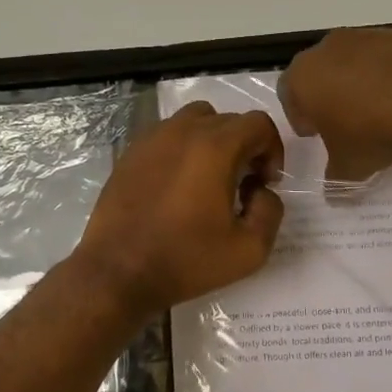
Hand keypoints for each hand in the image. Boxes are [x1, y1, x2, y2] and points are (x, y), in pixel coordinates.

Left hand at [71, 103, 284, 314]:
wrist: (118, 272)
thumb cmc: (186, 260)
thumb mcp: (249, 249)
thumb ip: (271, 211)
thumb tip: (260, 190)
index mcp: (215, 148)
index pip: (258, 123)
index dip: (272, 150)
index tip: (265, 182)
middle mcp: (183, 131)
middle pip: (228, 120)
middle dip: (245, 147)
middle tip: (242, 186)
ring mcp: (152, 139)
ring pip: (195, 120)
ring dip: (213, 142)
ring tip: (210, 179)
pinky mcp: (130, 153)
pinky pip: (167, 135)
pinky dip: (183, 149)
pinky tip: (178, 185)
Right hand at [278, 27, 391, 183]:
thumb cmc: (371, 132)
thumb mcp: (349, 167)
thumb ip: (335, 179)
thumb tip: (333, 197)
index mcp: (304, 76)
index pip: (288, 92)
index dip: (299, 115)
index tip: (315, 134)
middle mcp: (331, 47)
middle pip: (321, 71)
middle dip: (328, 95)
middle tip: (343, 122)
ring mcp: (370, 36)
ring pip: (356, 60)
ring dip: (361, 82)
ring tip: (380, 111)